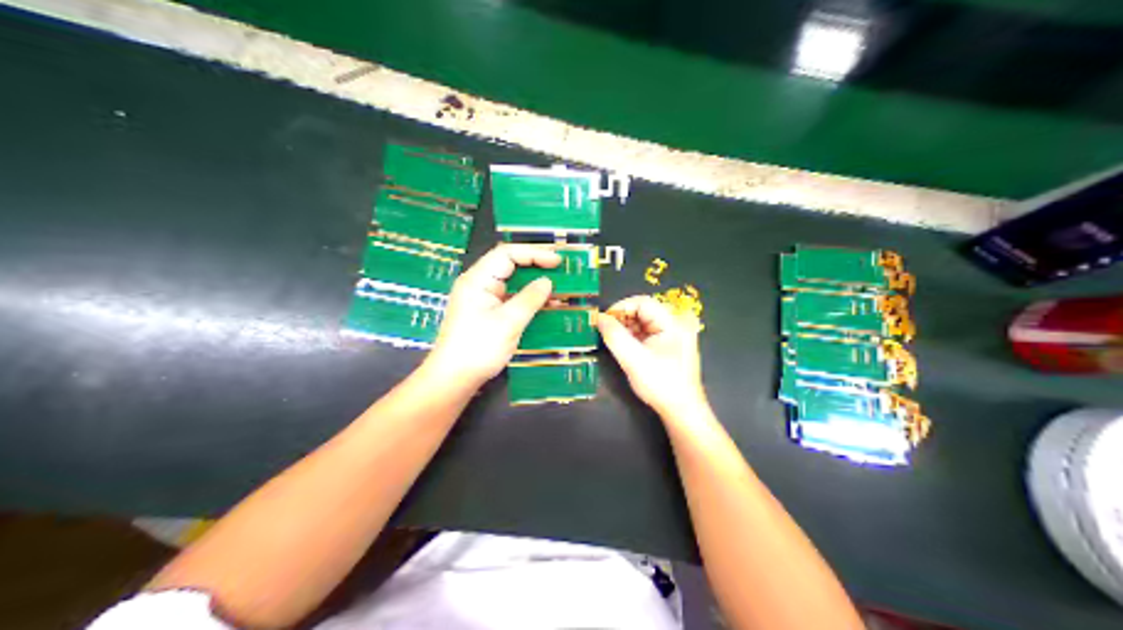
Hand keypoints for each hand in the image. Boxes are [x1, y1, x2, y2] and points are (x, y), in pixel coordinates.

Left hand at [424, 245, 559, 385]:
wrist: (453, 378)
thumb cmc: (478, 348)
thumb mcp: (509, 322)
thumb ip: (530, 299)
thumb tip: (547, 282)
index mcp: (478, 279)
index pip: (507, 254)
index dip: (534, 253)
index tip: (558, 261)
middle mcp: (478, 284)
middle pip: (509, 265)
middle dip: (536, 266)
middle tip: (561, 271)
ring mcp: (481, 299)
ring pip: (511, 283)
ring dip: (534, 284)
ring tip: (559, 288)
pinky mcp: (486, 314)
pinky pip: (510, 299)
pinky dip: (528, 300)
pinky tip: (546, 306)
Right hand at [591, 298, 704, 419]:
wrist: (682, 410)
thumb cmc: (661, 384)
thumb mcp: (633, 359)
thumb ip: (614, 336)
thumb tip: (599, 318)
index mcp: (673, 323)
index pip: (643, 302)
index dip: (620, 308)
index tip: (603, 320)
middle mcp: (676, 324)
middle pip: (643, 311)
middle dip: (622, 319)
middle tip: (604, 331)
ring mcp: (674, 335)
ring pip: (644, 322)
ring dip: (626, 329)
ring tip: (612, 341)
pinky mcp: (669, 346)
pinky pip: (648, 333)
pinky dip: (634, 337)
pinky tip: (624, 348)